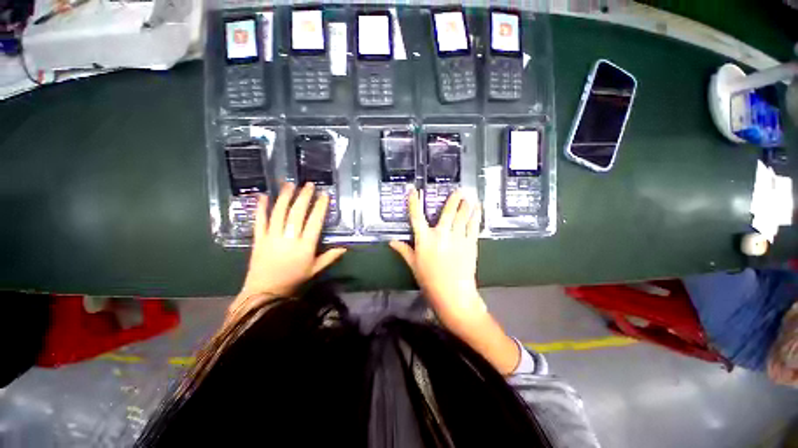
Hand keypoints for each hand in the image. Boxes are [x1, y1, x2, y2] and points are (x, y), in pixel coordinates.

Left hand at [230, 183, 346, 316]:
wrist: (265, 293)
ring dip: (285, 197)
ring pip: (279, 213)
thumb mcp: (316, 270)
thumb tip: (345, 248)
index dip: (320, 207)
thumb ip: (330, 257)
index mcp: (305, 246)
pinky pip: (260, 221)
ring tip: (289, 184)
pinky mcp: (258, 239)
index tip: (324, 195)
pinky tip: (263, 196)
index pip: (315, 222)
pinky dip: (261, 208)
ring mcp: (272, 237)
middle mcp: (289, 238)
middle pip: (297, 213)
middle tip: (308, 185)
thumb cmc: (294, 280)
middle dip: (304, 197)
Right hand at [389, 187, 485, 329]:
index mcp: (424, 239)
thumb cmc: (429, 280)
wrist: (452, 294)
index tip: (413, 190)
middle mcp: (440, 234)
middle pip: (447, 212)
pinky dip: (476, 216)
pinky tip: (478, 208)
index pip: (416, 216)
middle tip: (459, 189)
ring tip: (470, 196)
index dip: (413, 202)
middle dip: (453, 199)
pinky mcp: (470, 243)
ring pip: (462, 216)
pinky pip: (473, 225)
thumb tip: (391, 241)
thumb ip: (403, 250)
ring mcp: (457, 237)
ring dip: (466, 205)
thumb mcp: (413, 265)